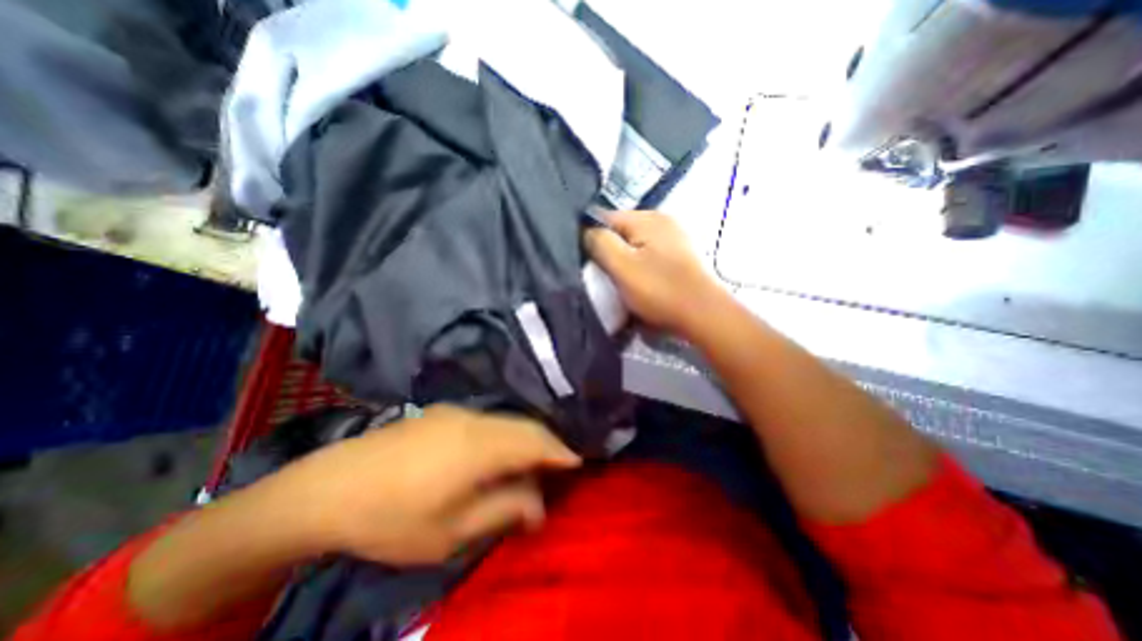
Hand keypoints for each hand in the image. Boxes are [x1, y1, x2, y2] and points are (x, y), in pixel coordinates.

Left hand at [271, 408, 575, 562]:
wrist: (328, 487)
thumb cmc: (393, 517)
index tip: (578, 463)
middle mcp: (476, 419)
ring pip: (507, 420)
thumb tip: (540, 504)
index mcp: (481, 445)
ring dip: (525, 438)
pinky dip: (504, 434)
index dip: (560, 451)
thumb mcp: (451, 530)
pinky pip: (488, 420)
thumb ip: (503, 509)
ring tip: (532, 461)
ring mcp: (457, 412)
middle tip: (558, 466)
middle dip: (547, 444)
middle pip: (525, 426)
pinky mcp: (442, 413)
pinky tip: (497, 452)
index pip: (536, 441)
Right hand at [589, 213, 720, 337]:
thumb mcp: (622, 266)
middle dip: (609, 252)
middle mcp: (662, 221)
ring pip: (634, 246)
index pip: (604, 218)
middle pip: (621, 233)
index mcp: (648, 218)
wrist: (703, 316)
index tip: (588, 264)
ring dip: (624, 263)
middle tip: (605, 277)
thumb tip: (585, 230)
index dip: (591, 239)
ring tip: (622, 284)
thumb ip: (599, 242)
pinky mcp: (678, 256)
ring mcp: (673, 239)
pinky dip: (639, 268)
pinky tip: (641, 284)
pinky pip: (648, 256)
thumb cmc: (660, 290)